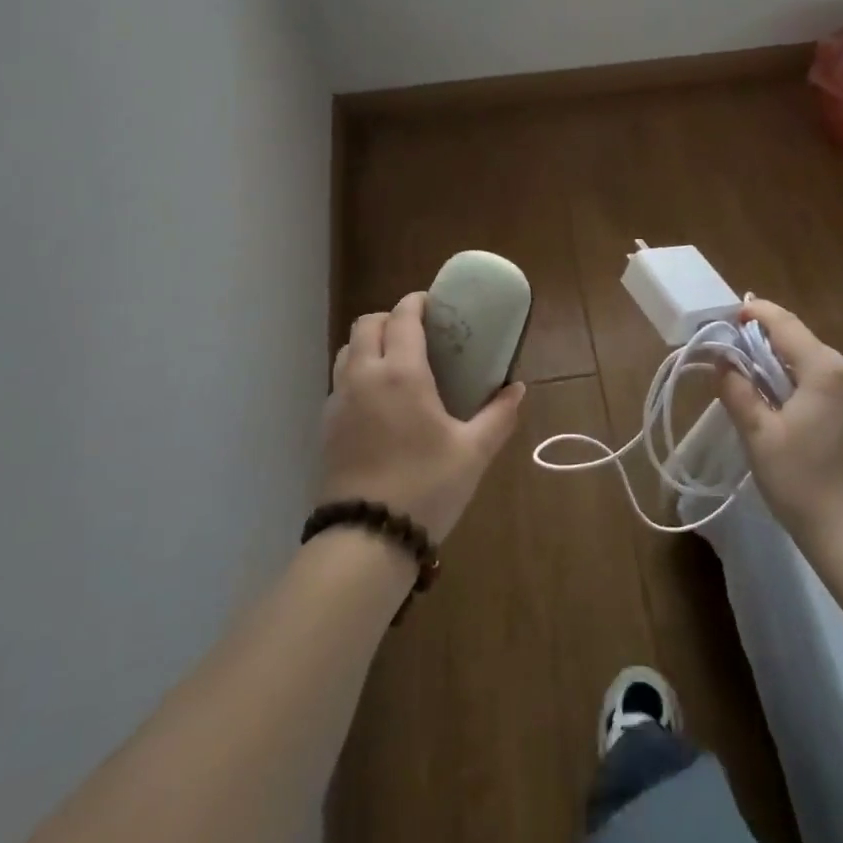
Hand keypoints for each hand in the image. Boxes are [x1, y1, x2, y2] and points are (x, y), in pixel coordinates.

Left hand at [319, 292, 524, 541]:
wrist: (366, 540)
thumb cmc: (426, 487)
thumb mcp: (473, 452)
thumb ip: (498, 415)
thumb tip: (517, 388)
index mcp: (401, 373)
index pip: (402, 317)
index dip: (417, 302)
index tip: (434, 305)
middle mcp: (363, 377)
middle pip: (366, 324)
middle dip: (390, 318)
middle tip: (417, 333)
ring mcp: (338, 401)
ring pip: (346, 350)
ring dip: (368, 343)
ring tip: (396, 363)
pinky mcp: (325, 426)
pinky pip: (339, 381)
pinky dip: (357, 373)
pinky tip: (378, 402)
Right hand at [716, 299, 842, 540]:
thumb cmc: (802, 483)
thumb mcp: (758, 436)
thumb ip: (738, 390)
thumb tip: (723, 362)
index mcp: (827, 372)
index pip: (787, 326)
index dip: (759, 314)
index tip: (737, 314)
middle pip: (810, 350)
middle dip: (777, 351)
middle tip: (747, 367)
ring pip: (830, 375)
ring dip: (801, 378)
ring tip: (776, 403)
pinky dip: (824, 400)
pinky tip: (811, 431)